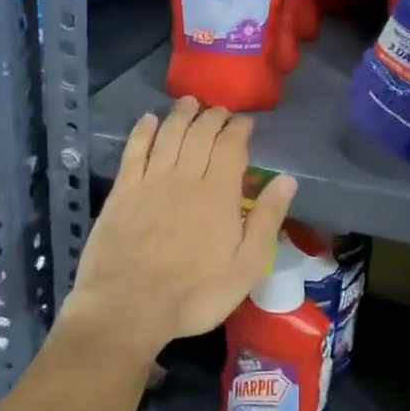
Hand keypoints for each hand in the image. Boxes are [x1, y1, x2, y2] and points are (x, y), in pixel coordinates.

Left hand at [62, 97, 297, 362]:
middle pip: (200, 134)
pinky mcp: (122, 192)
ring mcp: (150, 182)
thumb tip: (287, 180)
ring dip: (181, 114)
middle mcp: (185, 177)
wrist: (127, 308)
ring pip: (169, 135)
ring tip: (190, 102)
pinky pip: (134, 151)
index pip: (231, 147)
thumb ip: (267, 220)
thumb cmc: (194, 294)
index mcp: (219, 194)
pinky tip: (149, 120)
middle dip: (213, 116)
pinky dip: (143, 131)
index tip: (245, 122)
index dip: (239, 129)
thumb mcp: (246, 267)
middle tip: (220, 110)